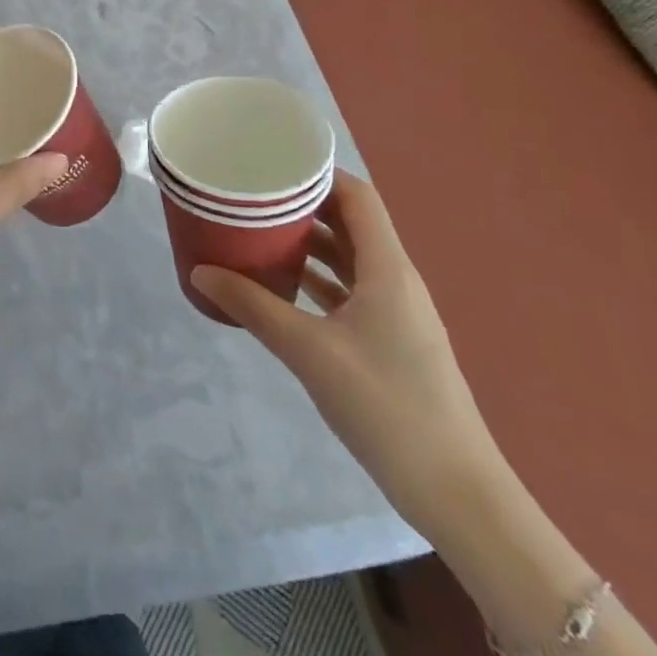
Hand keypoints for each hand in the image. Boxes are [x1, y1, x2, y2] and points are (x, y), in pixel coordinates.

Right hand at [191, 172, 503, 542]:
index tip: (272, 162)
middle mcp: (395, 280)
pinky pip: (349, 290)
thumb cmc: (386, 406)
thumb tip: (200, 272)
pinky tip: (281, 284)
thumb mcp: (309, 351)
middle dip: (303, 204)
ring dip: (308, 242)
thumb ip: (252, 307)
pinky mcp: (390, 341)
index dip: (319, 173)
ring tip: (258, 230)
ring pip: (348, 258)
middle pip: (350, 223)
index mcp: (387, 269)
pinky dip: (317, 278)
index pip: (357, 197)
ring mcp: (396, 313)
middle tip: (253, 194)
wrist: (457, 494)